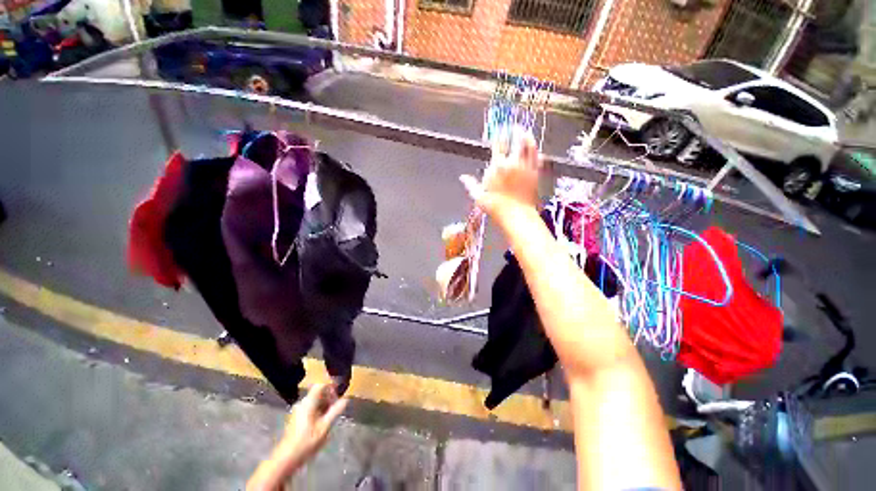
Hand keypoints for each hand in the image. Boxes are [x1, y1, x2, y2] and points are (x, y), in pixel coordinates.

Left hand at [279, 383, 347, 465]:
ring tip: (331, 417)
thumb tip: (346, 399)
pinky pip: (310, 408)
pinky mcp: (296, 418)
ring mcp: (298, 411)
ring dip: (324, 405)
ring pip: (315, 401)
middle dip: (329, 398)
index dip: (331, 387)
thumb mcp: (325, 426)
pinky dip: (318, 411)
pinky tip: (322, 423)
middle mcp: (302, 403)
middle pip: (318, 392)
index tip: (339, 395)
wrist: (286, 458)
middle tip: (337, 408)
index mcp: (308, 402)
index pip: (321, 385)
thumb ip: (335, 411)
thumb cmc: (307, 441)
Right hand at [460, 127, 541, 227]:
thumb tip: (462, 178)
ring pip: (529, 146)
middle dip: (515, 130)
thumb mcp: (479, 196)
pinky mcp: (535, 174)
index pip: (499, 144)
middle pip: (516, 140)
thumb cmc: (495, 207)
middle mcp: (513, 163)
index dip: (499, 135)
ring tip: (526, 132)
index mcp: (498, 166)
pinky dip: (537, 153)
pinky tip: (537, 150)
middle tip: (514, 126)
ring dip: (527, 137)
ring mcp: (526, 167)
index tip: (499, 130)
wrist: (516, 215)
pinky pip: (537, 158)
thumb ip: (471, 185)